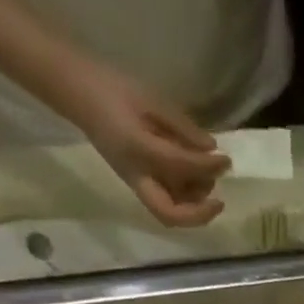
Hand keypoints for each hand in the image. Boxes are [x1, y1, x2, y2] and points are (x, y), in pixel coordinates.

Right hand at [56, 61, 231, 226]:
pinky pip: (165, 201)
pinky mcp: (138, 182)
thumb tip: (211, 149)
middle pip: (170, 214)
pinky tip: (194, 180)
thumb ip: (182, 127)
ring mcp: (136, 182)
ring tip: (207, 180)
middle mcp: (137, 175)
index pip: (180, 167)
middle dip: (198, 212)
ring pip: (170, 211)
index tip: (225, 161)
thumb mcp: (151, 101)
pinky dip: (184, 198)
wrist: (78, 90)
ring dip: (193, 205)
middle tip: (217, 193)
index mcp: (138, 149)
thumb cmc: (114, 89)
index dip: (207, 168)